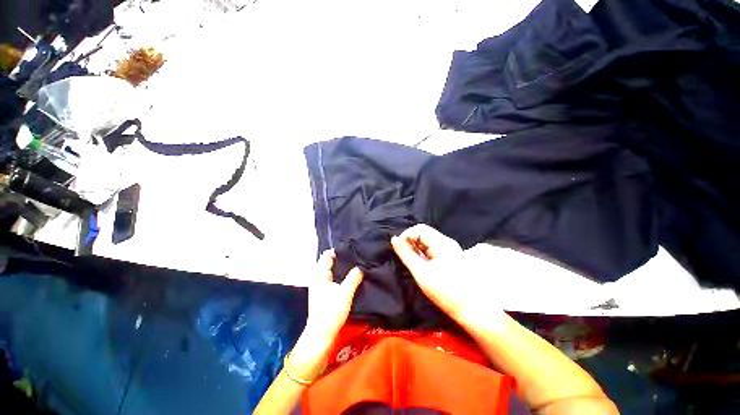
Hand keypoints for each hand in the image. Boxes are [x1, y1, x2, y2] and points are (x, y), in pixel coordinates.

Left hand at [289, 250, 363, 380]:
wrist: (321, 335)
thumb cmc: (331, 311)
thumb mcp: (345, 293)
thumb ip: (353, 278)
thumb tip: (361, 267)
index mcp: (319, 275)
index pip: (327, 256)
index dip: (337, 251)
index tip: (350, 248)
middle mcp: (318, 278)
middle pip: (328, 263)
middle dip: (341, 258)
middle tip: (355, 255)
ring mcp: (320, 287)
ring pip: (331, 271)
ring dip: (341, 268)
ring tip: (355, 264)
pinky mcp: (323, 294)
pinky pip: (332, 279)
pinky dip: (339, 275)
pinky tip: (349, 277)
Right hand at [391, 224, 497, 326]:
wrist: (472, 309)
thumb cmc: (445, 291)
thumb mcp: (421, 272)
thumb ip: (406, 254)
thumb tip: (394, 240)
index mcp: (441, 243)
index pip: (419, 229)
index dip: (406, 236)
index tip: (398, 249)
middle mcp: (446, 242)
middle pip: (424, 233)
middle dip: (410, 241)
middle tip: (403, 256)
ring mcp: (450, 249)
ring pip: (427, 241)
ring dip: (416, 247)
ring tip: (411, 260)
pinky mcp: (450, 256)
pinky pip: (433, 248)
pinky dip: (423, 253)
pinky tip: (420, 264)